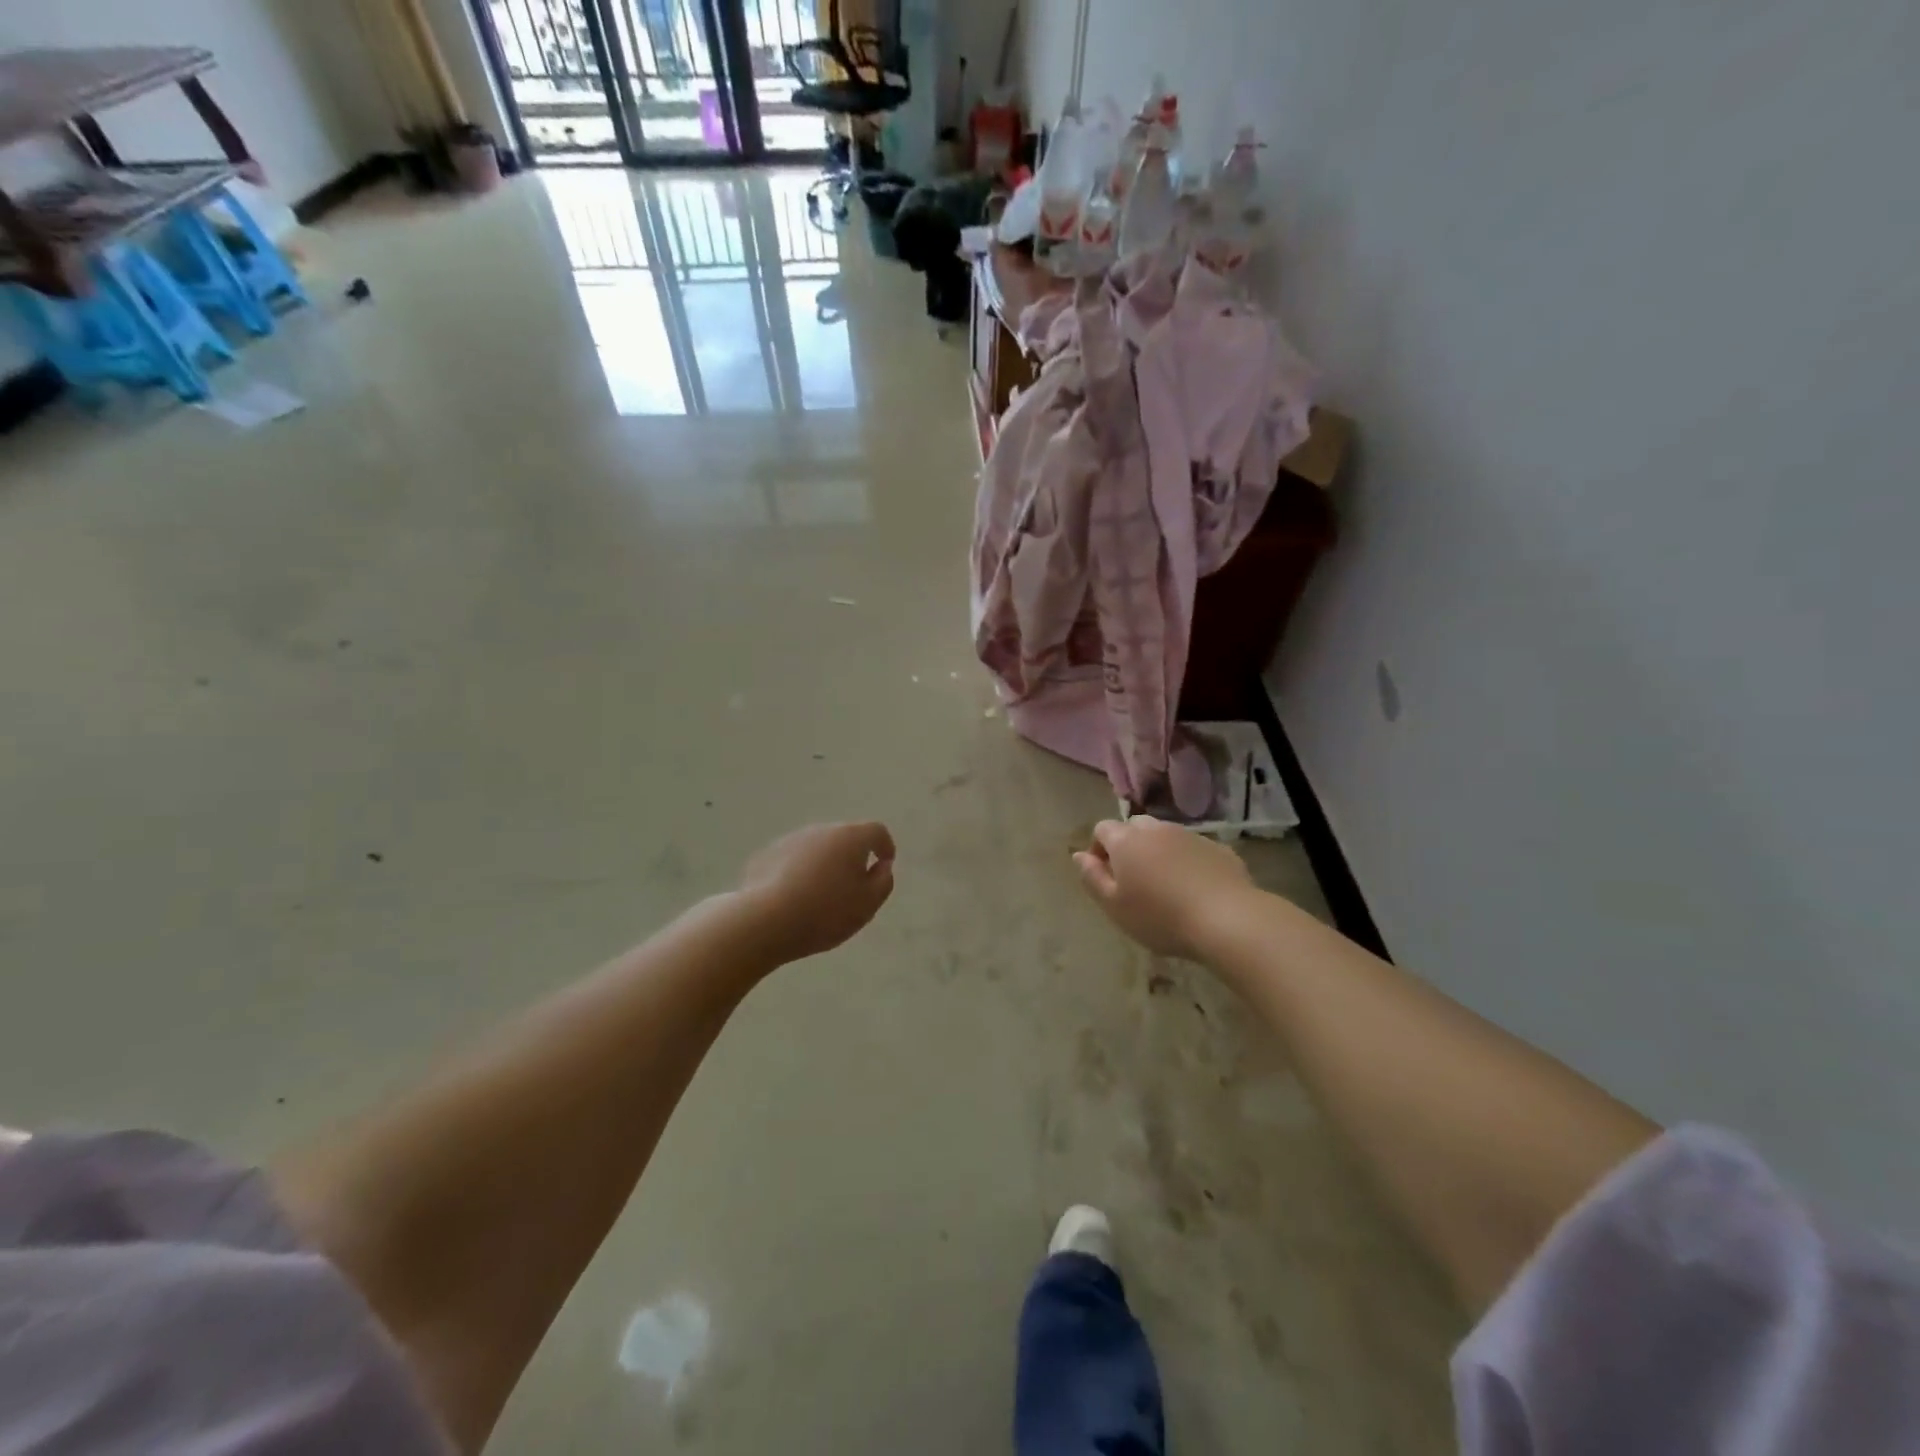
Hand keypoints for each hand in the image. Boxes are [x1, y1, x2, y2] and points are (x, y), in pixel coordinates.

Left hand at [739, 821, 895, 963]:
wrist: (765, 921)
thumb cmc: (826, 912)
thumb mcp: (868, 904)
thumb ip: (883, 881)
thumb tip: (881, 866)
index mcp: (850, 837)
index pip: (877, 831)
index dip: (885, 846)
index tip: (884, 865)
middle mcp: (821, 830)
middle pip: (845, 838)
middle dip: (852, 857)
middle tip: (852, 887)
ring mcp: (790, 840)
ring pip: (817, 848)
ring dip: (824, 864)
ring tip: (821, 896)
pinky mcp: (766, 855)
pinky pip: (793, 860)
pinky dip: (799, 873)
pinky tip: (794, 898)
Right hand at [1073, 817, 1254, 959]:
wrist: (1228, 919)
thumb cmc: (1160, 916)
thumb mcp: (1114, 906)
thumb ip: (1092, 877)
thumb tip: (1079, 855)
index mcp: (1126, 840)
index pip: (1102, 829)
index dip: (1098, 849)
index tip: (1105, 876)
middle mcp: (1156, 829)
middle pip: (1134, 828)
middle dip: (1129, 846)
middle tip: (1134, 880)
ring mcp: (1190, 835)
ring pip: (1165, 837)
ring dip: (1159, 853)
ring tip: (1165, 886)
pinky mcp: (1218, 848)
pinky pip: (1193, 849)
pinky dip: (1187, 862)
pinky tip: (1195, 890)